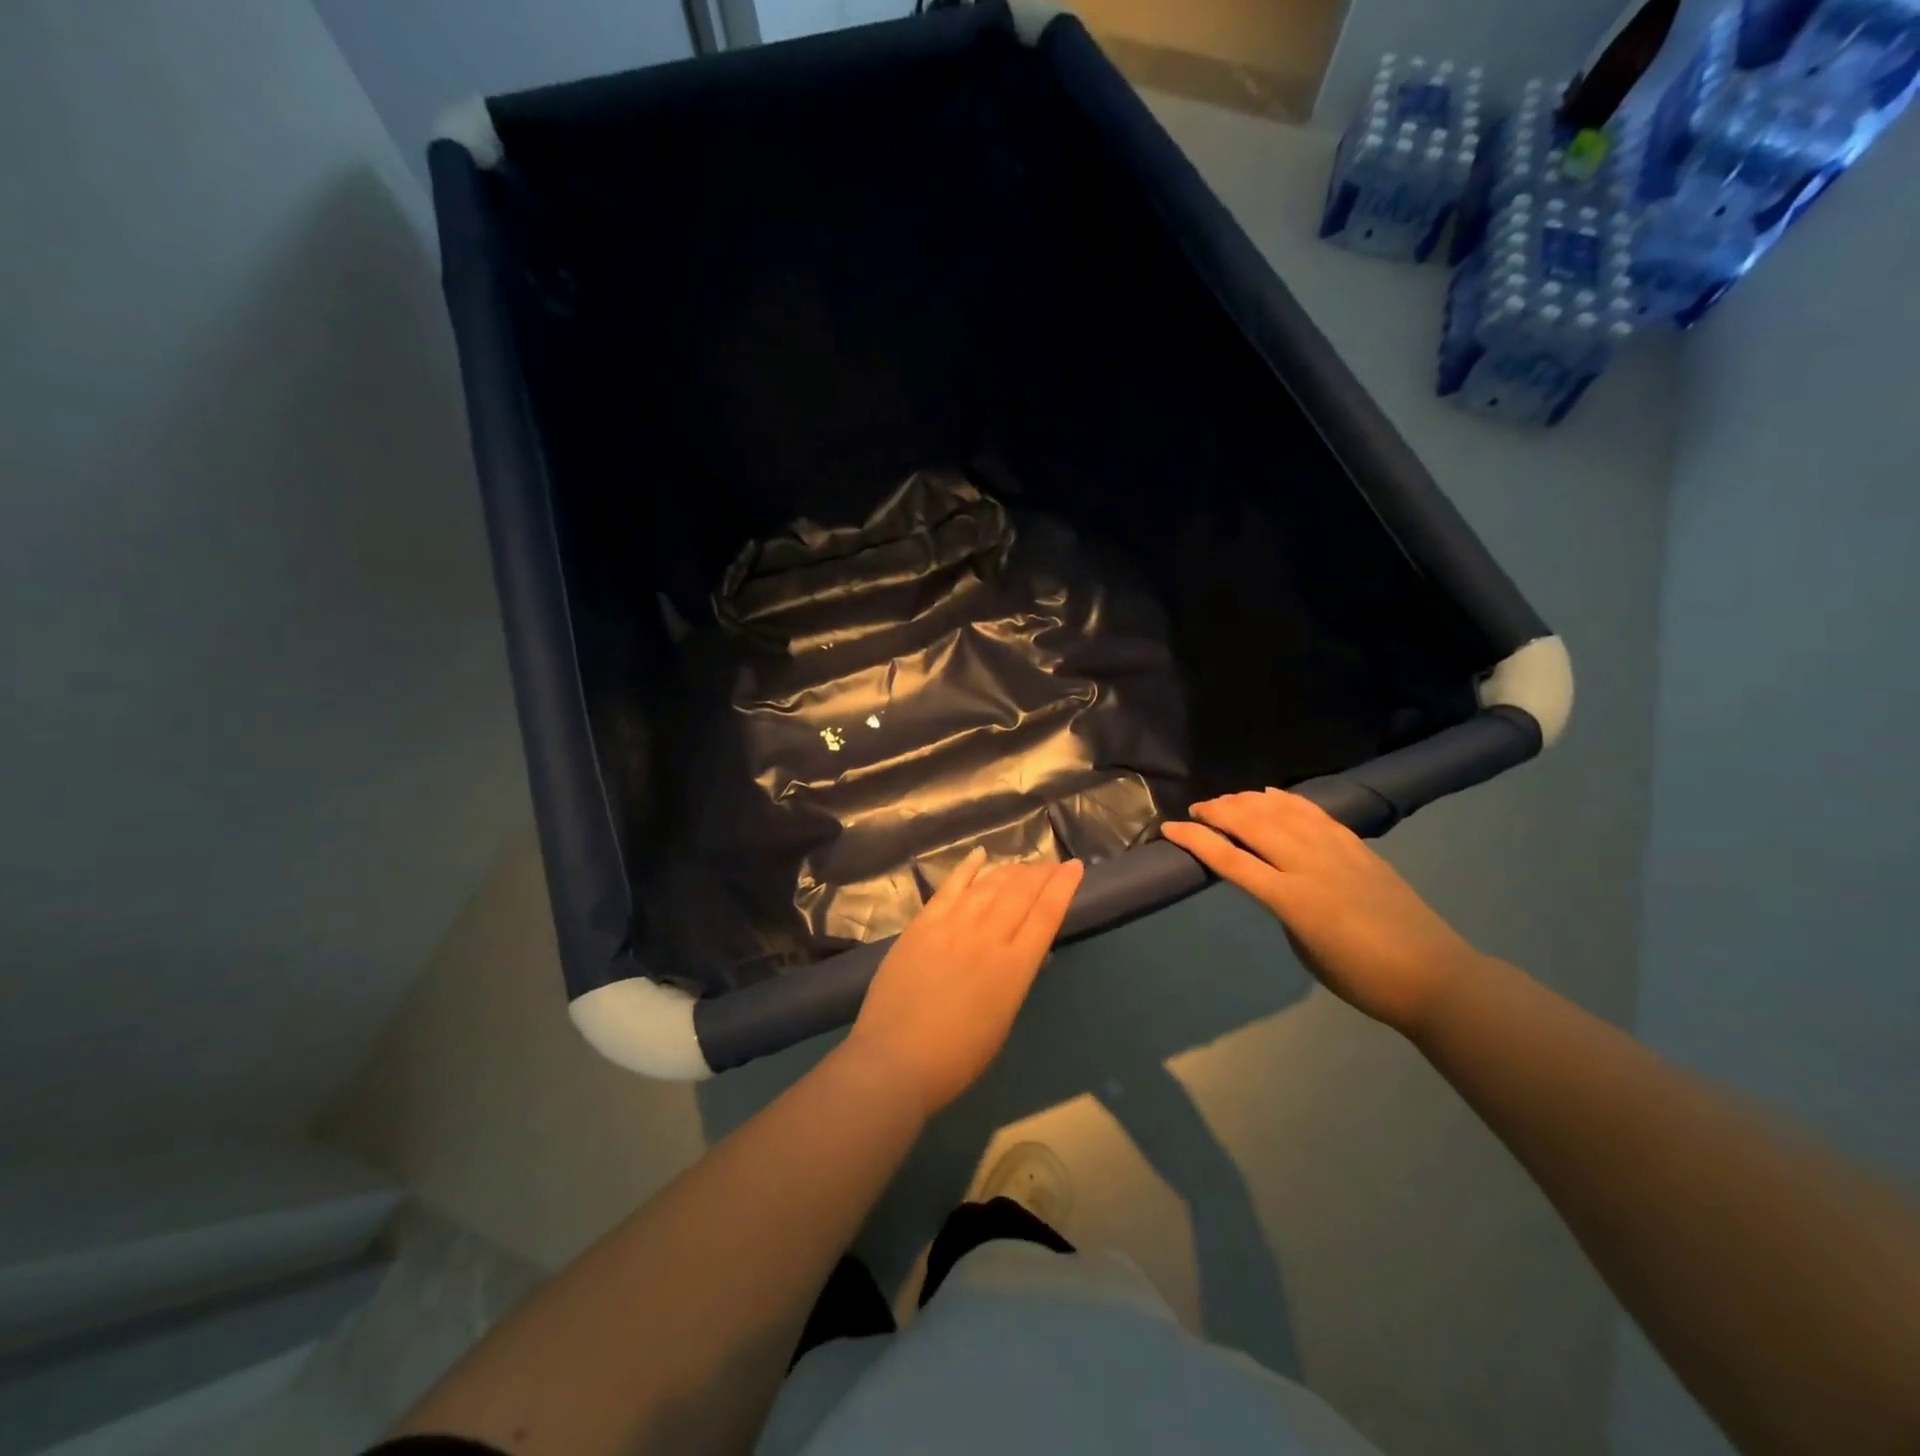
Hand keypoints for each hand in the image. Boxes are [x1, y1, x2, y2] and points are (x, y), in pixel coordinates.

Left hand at [845, 847, 1083, 1116]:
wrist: (894, 1060)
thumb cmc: (956, 1058)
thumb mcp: (1002, 1020)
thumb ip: (1014, 979)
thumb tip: (1026, 952)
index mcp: (1014, 967)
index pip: (1046, 914)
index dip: (1063, 886)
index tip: (1074, 867)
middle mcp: (987, 937)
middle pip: (1021, 893)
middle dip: (1041, 873)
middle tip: (1052, 863)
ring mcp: (952, 926)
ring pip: (989, 885)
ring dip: (1010, 871)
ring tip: (1024, 864)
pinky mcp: (922, 924)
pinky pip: (949, 887)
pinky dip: (967, 868)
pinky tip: (980, 854)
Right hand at [1161, 790, 1487, 1035]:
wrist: (1433, 974)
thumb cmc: (1361, 978)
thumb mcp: (1303, 948)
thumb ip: (1281, 907)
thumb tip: (1270, 881)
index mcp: (1292, 899)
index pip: (1230, 860)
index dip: (1196, 841)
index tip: (1170, 828)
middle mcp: (1309, 865)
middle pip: (1252, 824)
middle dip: (1217, 812)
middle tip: (1195, 810)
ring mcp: (1336, 850)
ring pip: (1280, 811)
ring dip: (1247, 801)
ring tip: (1226, 801)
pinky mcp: (1356, 845)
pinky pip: (1313, 812)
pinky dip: (1285, 800)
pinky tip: (1269, 795)